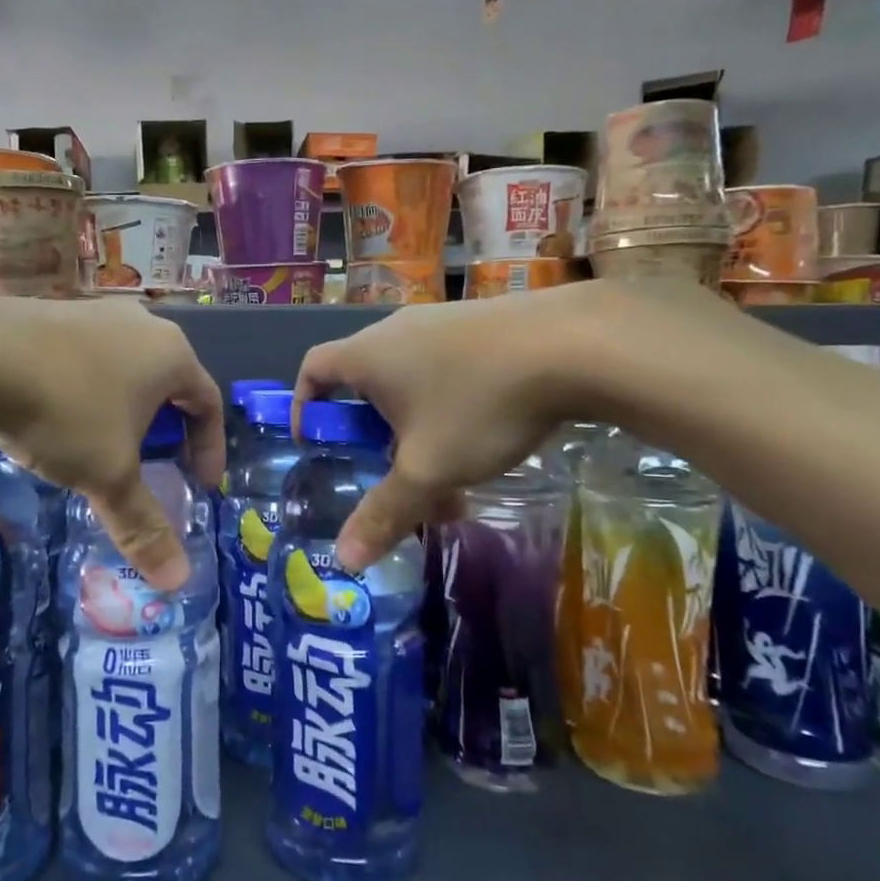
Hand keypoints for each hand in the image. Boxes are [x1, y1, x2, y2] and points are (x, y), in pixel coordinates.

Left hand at [0, 295, 223, 590]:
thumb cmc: (64, 411)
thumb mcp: (108, 475)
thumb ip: (143, 525)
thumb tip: (177, 580)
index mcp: (171, 354)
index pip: (209, 403)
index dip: (210, 449)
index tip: (198, 485)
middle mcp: (141, 324)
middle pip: (169, 383)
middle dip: (167, 429)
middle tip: (154, 466)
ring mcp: (94, 311)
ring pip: (126, 368)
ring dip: (125, 410)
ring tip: (103, 445)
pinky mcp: (53, 312)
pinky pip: (87, 358)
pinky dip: (88, 391)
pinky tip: (58, 416)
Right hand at [293, 286, 610, 570]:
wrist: (574, 344)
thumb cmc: (478, 404)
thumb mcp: (428, 469)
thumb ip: (385, 513)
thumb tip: (345, 560)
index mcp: (367, 355)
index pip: (313, 369)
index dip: (306, 406)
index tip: (318, 443)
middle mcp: (396, 330)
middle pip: (365, 382)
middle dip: (373, 432)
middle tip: (392, 471)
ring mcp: (442, 320)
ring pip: (411, 379)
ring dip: (417, 425)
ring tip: (448, 467)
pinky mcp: (482, 322)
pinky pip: (447, 366)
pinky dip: (449, 403)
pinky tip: (488, 433)